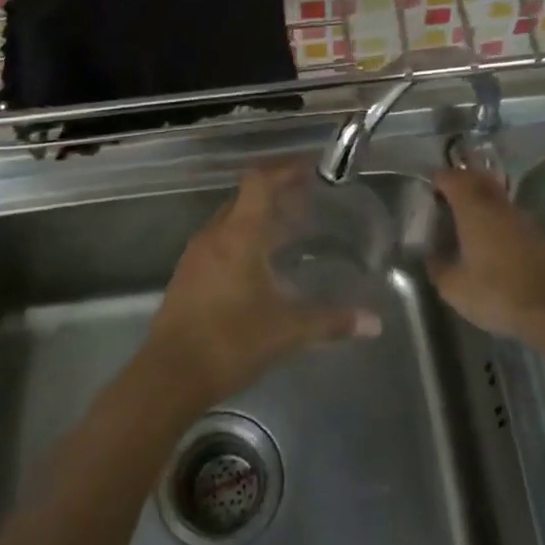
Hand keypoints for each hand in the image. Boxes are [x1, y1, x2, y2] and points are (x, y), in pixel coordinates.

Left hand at [148, 165, 377, 404]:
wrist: (169, 375)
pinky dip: (242, 242)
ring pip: (230, 222)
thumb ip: (331, 321)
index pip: (259, 182)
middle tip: (307, 202)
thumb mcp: (288, 330)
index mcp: (238, 235)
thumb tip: (374, 323)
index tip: (310, 170)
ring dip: (258, 220)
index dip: (284, 170)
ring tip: (289, 233)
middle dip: (275, 195)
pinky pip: (219, 244)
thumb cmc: (230, 341)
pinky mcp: (187, 277)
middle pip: (245, 198)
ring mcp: (196, 256)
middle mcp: (214, 236)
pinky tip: (260, 267)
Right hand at [430, 168, 544, 341]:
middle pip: (478, 181)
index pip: (453, 178)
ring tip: (468, 225)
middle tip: (446, 200)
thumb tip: (432, 257)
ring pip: (498, 200)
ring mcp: (525, 220)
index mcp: (474, 209)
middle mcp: (500, 206)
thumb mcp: (453, 287)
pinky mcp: (542, 238)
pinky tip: (495, 247)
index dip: (439, 180)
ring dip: (482, 203)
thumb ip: (437, 266)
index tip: (429, 192)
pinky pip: (514, 220)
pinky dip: (500, 224)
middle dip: (461, 184)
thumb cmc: (497, 293)